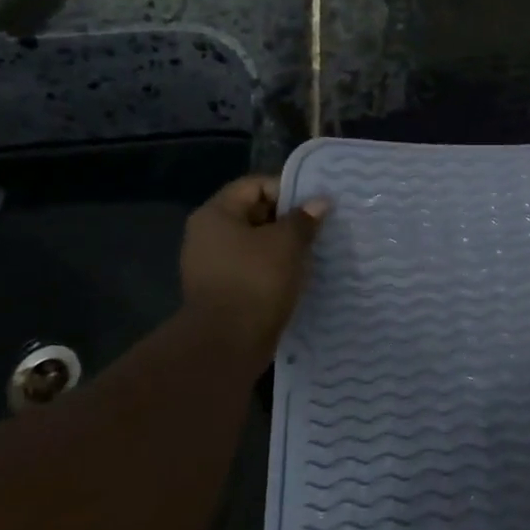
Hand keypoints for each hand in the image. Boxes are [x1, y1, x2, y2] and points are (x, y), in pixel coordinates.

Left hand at [179, 176, 330, 352]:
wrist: (227, 343)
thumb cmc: (255, 280)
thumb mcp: (287, 243)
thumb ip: (304, 218)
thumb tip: (319, 202)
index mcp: (216, 214)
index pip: (255, 185)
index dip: (288, 190)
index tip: (316, 205)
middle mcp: (208, 235)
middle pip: (255, 213)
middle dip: (289, 219)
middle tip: (320, 227)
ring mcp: (213, 265)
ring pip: (257, 244)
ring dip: (284, 246)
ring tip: (314, 252)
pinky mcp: (223, 291)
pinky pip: (254, 268)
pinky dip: (275, 269)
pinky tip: (298, 276)